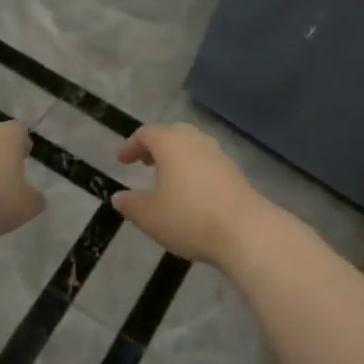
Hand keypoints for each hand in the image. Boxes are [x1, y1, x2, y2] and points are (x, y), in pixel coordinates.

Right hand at [112, 123, 275, 268]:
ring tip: (165, 178)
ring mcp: (218, 154)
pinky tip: (190, 191)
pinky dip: (192, 168)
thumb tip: (118, 197)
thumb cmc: (188, 217)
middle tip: (144, 162)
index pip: (146, 134)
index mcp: (171, 143)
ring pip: (191, 146)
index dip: (131, 146)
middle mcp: (195, 140)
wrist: (245, 230)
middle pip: (171, 134)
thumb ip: (131, 204)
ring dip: (175, 157)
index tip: (122, 160)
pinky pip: (206, 161)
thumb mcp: (150, 216)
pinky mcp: (234, 171)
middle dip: (155, 146)